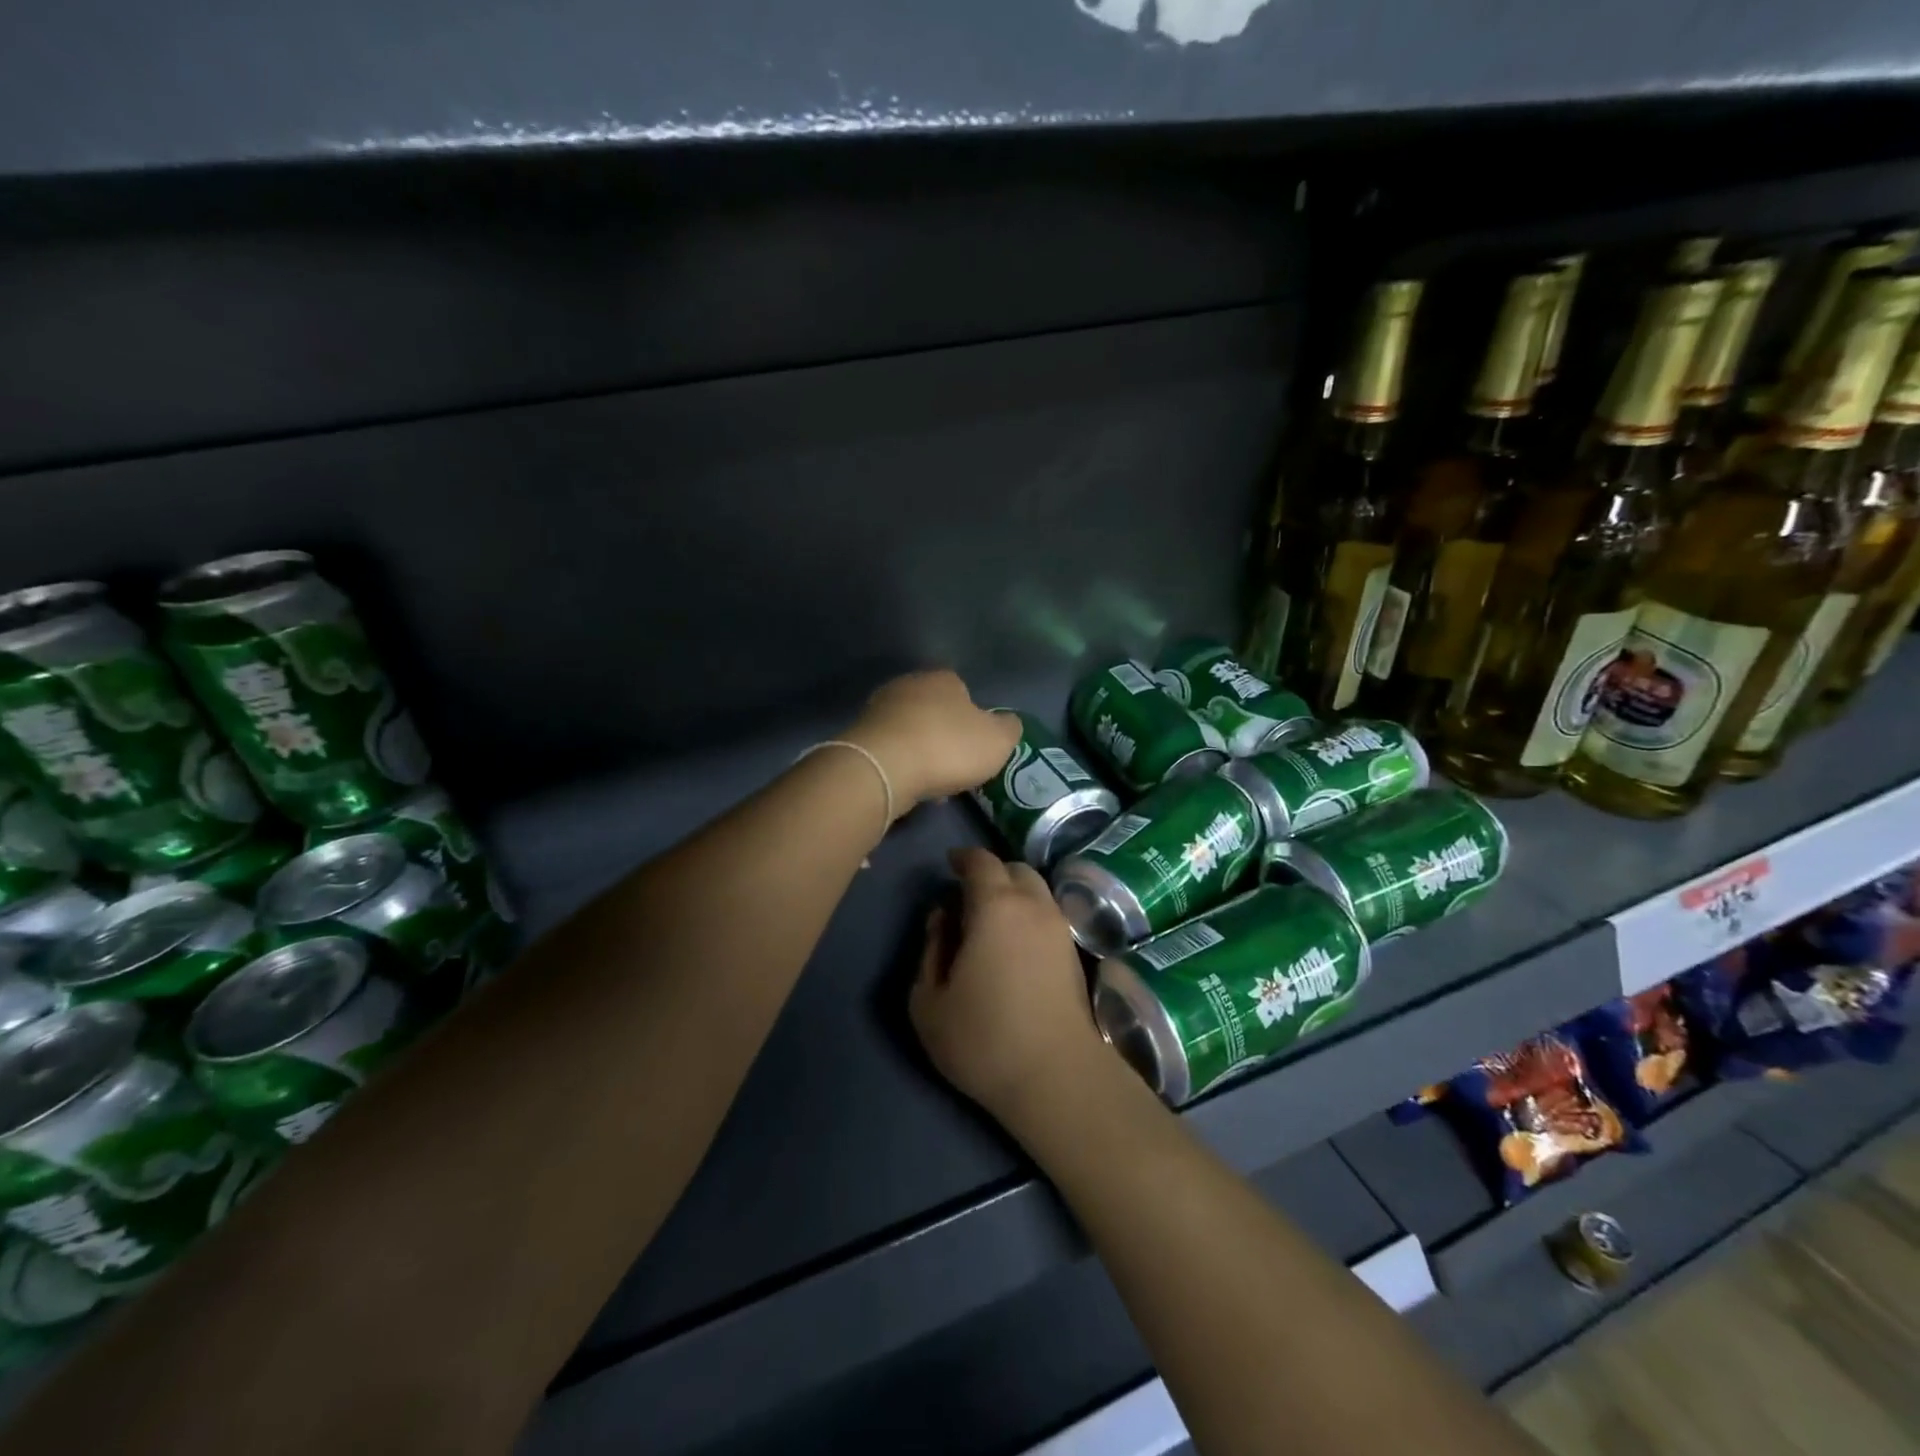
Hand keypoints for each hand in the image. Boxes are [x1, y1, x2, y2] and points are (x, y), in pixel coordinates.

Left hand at [845, 670, 1020, 812]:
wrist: (884, 768)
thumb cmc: (948, 747)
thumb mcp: (997, 741)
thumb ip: (1008, 728)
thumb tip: (1007, 722)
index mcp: (943, 679)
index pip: (963, 690)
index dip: (973, 719)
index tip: (976, 745)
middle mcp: (909, 685)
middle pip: (933, 710)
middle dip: (944, 735)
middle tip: (955, 765)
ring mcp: (879, 709)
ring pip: (910, 731)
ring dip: (922, 753)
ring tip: (933, 783)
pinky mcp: (859, 736)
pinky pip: (890, 750)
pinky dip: (901, 765)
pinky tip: (909, 786)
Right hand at [910, 847, 1108, 1124]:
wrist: (1056, 1077)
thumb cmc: (983, 1038)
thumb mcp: (929, 1000)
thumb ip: (930, 949)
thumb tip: (944, 919)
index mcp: (996, 905)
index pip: (981, 861)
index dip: (962, 858)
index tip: (949, 865)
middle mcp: (1034, 905)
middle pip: (1013, 869)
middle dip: (989, 873)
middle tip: (966, 897)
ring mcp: (1060, 927)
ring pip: (1036, 890)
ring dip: (1012, 893)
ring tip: (990, 922)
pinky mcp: (1075, 952)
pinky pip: (1048, 913)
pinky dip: (1029, 913)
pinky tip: (1013, 944)